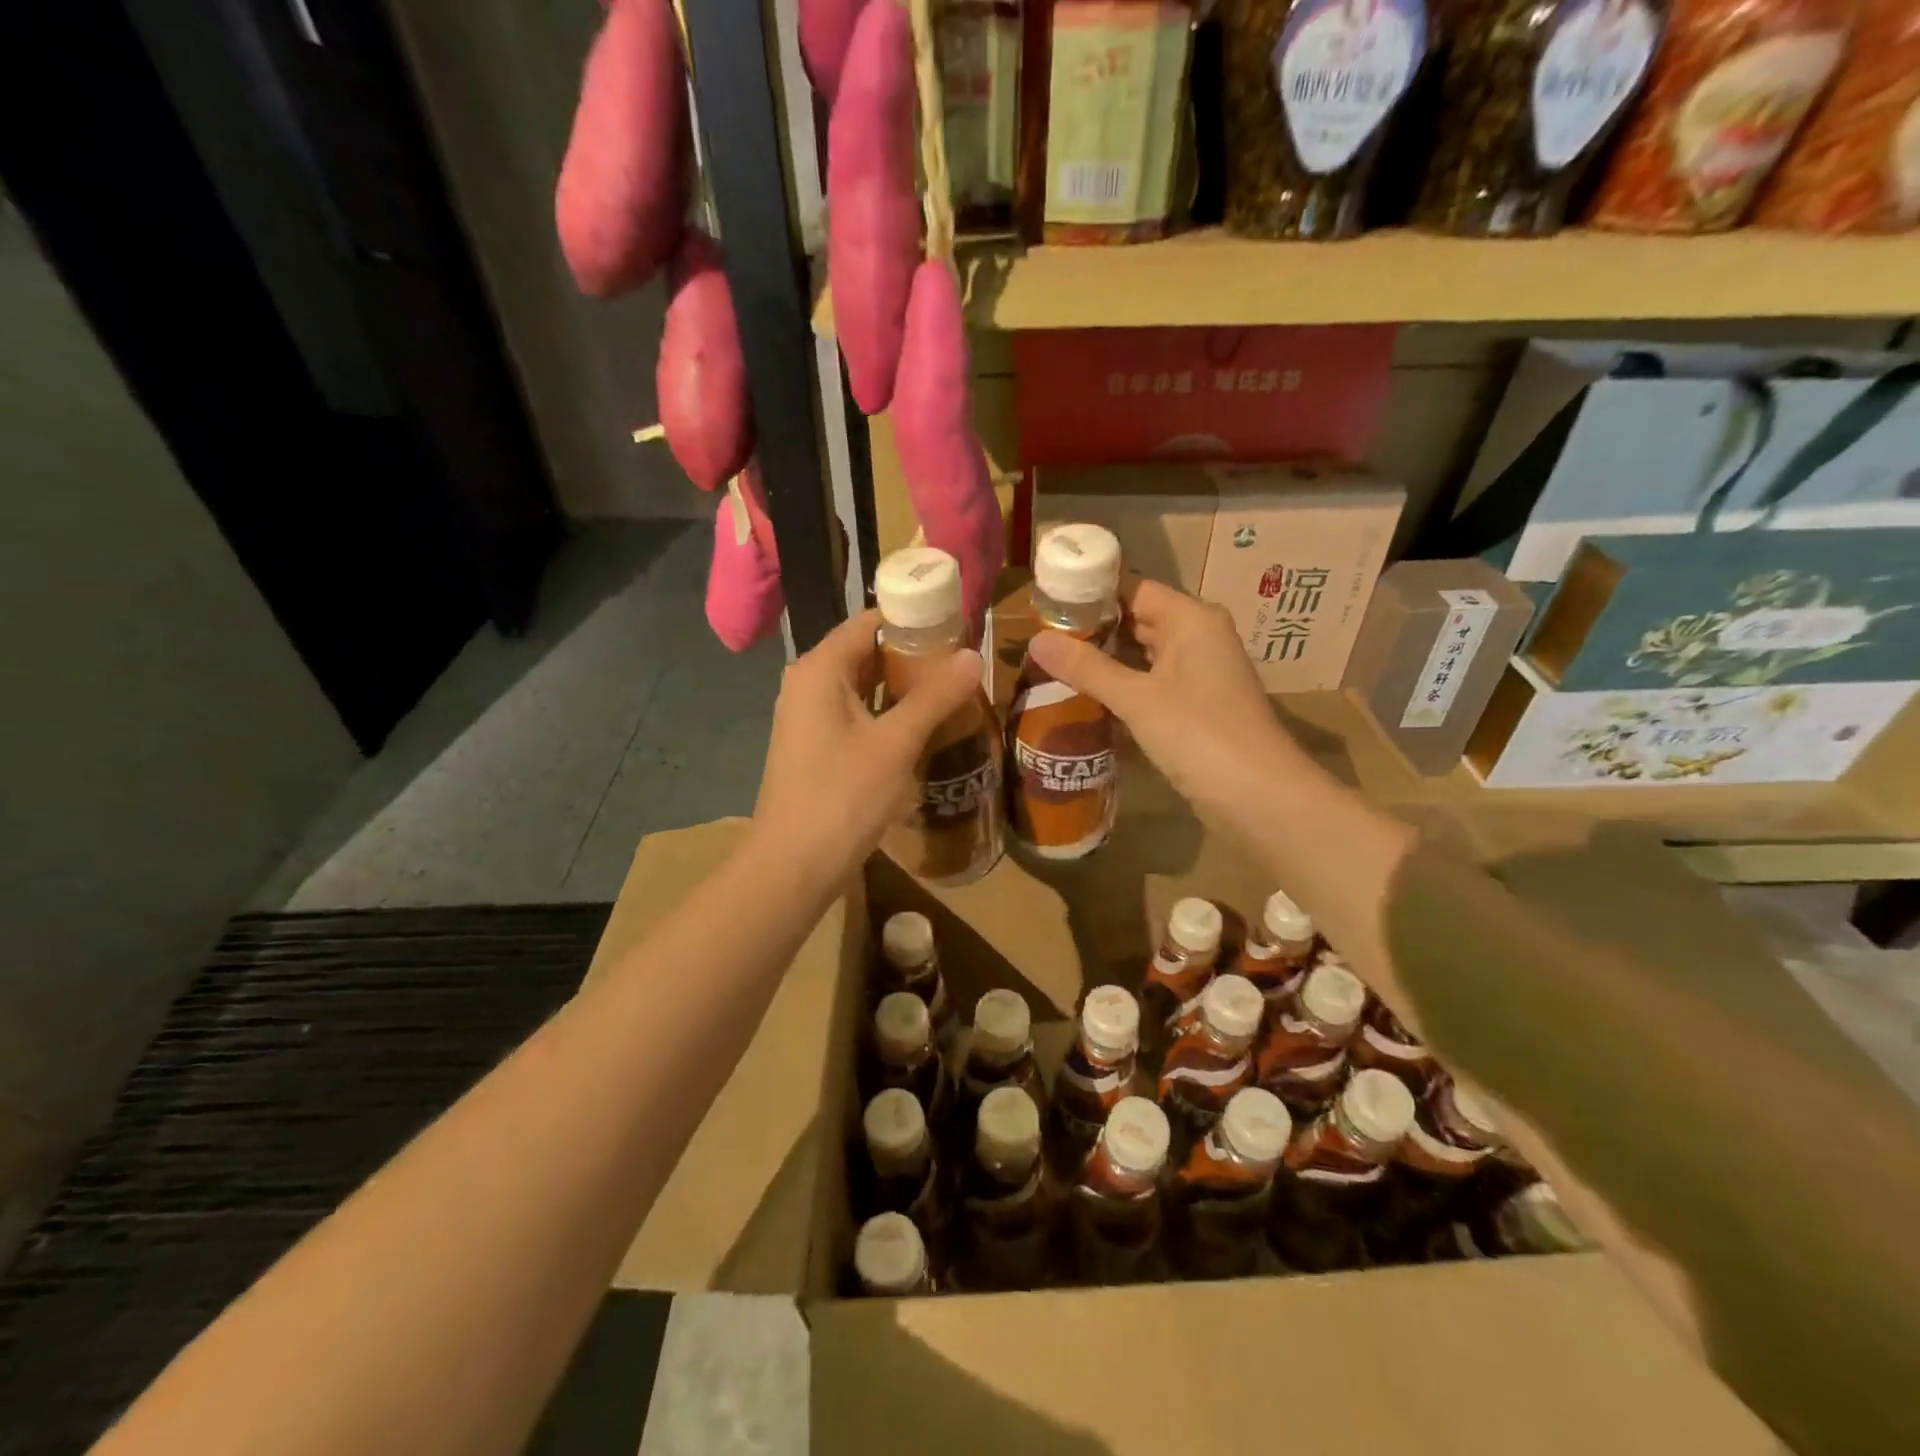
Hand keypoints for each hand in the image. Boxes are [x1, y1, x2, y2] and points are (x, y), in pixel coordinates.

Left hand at [754, 608, 981, 878]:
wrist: (793, 866)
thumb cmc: (842, 797)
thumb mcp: (895, 744)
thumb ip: (934, 697)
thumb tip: (973, 655)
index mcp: (820, 669)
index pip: (869, 622)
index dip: (913, 619)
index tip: (958, 625)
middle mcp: (809, 684)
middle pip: (867, 652)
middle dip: (914, 655)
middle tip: (964, 661)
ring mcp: (810, 717)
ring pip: (864, 686)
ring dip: (905, 686)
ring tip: (954, 689)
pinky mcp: (818, 747)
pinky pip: (858, 714)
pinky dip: (889, 713)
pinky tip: (924, 725)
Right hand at [1028, 579, 1303, 830]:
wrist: (1259, 796)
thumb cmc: (1199, 735)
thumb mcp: (1136, 699)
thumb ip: (1087, 668)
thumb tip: (1035, 640)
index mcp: (1191, 619)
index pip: (1133, 589)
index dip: (1090, 595)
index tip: (1047, 606)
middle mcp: (1199, 636)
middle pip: (1139, 619)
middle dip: (1093, 629)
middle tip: (1042, 639)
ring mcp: (1201, 671)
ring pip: (1145, 653)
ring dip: (1107, 659)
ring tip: (1056, 664)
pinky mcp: (1198, 703)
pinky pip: (1154, 681)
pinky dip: (1125, 685)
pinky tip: (1090, 696)